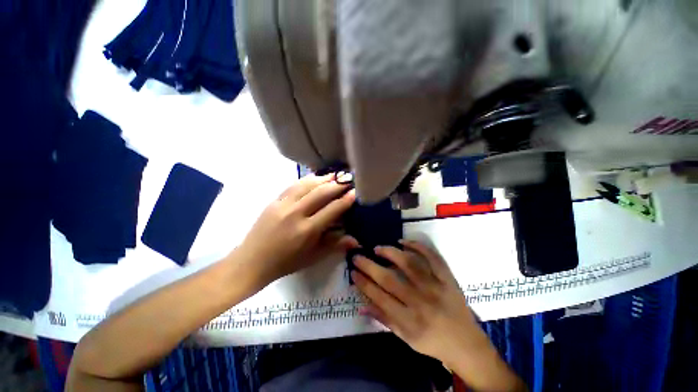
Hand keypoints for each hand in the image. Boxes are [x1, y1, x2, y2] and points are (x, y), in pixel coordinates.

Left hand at [236, 174, 357, 287]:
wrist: (252, 261)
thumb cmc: (286, 263)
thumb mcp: (313, 257)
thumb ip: (335, 245)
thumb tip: (356, 241)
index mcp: (307, 230)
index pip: (332, 209)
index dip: (346, 200)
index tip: (355, 192)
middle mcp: (296, 214)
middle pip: (321, 193)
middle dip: (337, 185)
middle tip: (348, 180)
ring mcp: (283, 205)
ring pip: (307, 185)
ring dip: (323, 179)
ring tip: (335, 175)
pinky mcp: (274, 201)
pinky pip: (293, 185)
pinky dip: (307, 179)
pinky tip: (315, 177)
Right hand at [352, 241, 523, 390]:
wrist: (467, 344)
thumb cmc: (433, 343)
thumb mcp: (406, 338)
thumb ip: (383, 319)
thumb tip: (362, 305)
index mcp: (409, 321)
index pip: (379, 297)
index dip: (363, 283)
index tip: (353, 271)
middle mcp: (421, 302)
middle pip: (389, 279)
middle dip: (369, 266)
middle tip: (357, 256)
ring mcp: (436, 287)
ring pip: (409, 264)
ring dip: (391, 253)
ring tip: (378, 248)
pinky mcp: (448, 278)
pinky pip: (432, 257)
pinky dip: (418, 246)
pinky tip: (403, 242)